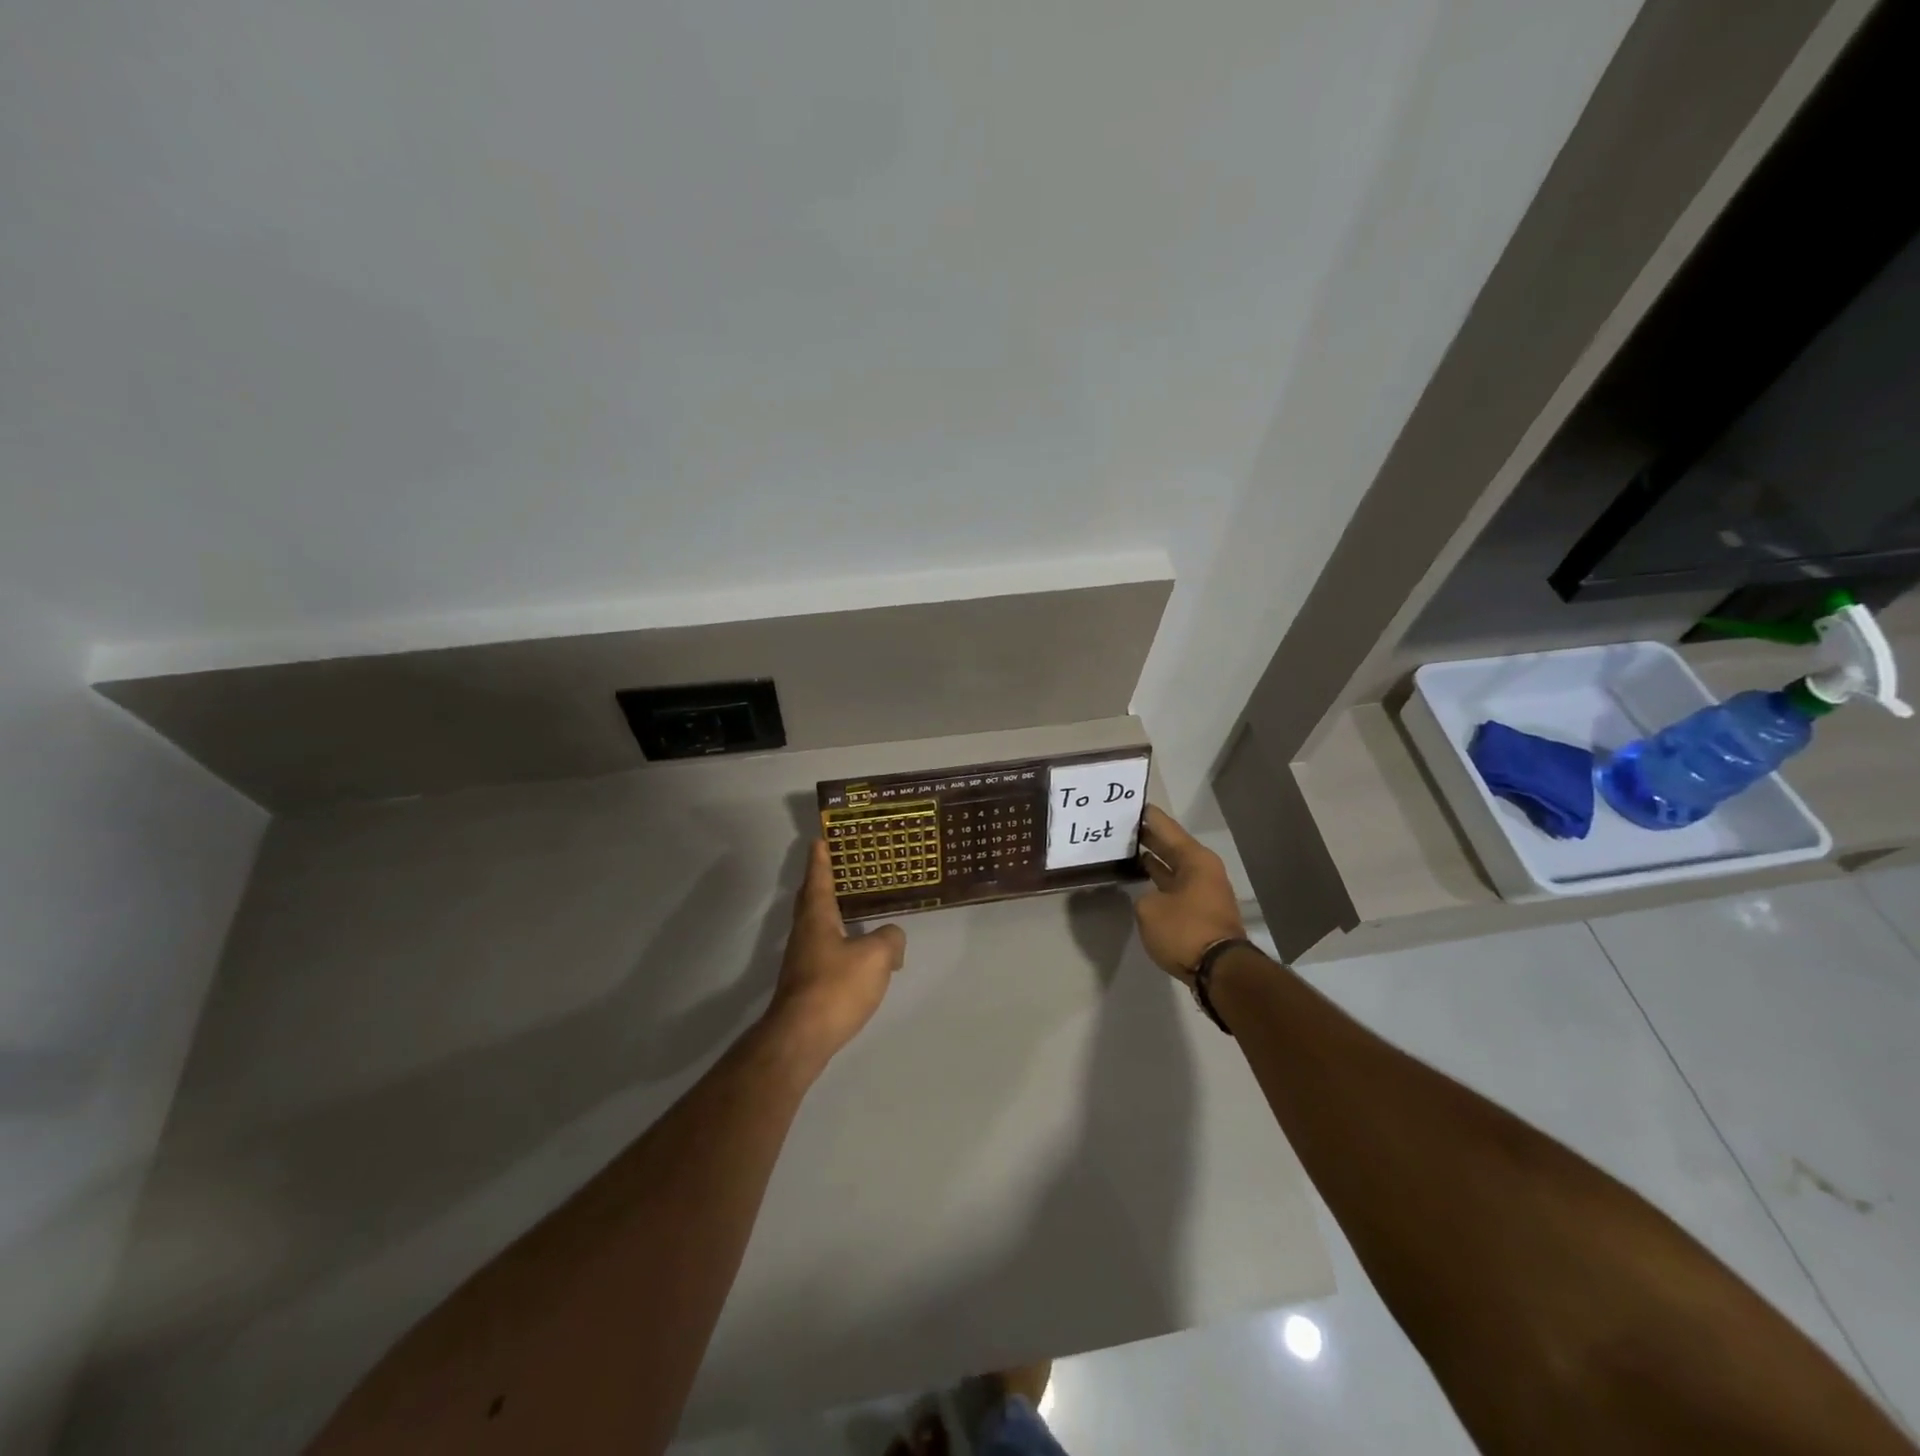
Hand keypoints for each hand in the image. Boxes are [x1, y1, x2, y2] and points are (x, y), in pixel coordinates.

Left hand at [764, 841, 906, 1065]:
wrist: (801, 1037)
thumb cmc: (835, 987)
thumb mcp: (875, 957)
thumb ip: (890, 940)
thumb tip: (893, 938)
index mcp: (817, 917)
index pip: (818, 878)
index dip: (820, 858)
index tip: (818, 839)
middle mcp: (804, 933)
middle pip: (810, 900)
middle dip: (819, 882)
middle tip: (834, 866)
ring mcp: (802, 960)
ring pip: (816, 926)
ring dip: (828, 912)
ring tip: (850, 906)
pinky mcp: (805, 983)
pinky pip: (823, 950)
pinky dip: (837, 940)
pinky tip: (855, 953)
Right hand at [1134, 805, 1245, 983]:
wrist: (1219, 970)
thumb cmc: (1185, 930)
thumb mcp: (1149, 910)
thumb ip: (1143, 897)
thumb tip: (1151, 899)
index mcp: (1194, 859)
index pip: (1166, 827)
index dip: (1147, 816)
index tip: (1130, 804)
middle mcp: (1203, 869)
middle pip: (1171, 845)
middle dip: (1148, 837)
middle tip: (1121, 826)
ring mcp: (1204, 891)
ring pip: (1173, 867)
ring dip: (1153, 860)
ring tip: (1126, 849)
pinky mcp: (1201, 911)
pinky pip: (1175, 886)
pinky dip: (1159, 880)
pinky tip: (1140, 879)